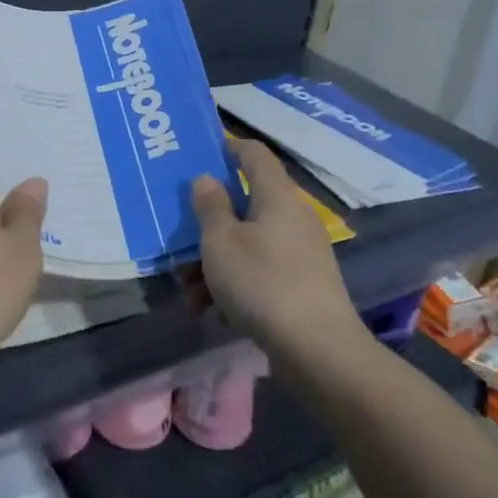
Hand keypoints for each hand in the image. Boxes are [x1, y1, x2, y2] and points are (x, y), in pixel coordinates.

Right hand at [190, 137, 359, 357]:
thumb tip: (208, 178)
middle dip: (209, 226)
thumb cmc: (261, 282)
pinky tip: (214, 313)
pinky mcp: (303, 285)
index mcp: (277, 196)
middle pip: (245, 206)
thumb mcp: (221, 241)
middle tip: (180, 243)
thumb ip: (210, 206)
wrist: (317, 349)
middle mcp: (293, 217)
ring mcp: (301, 252)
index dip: (228, 147)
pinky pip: (261, 272)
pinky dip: (236, 285)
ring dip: (215, 263)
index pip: (254, 154)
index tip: (201, 154)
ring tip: (190, 293)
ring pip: (248, 244)